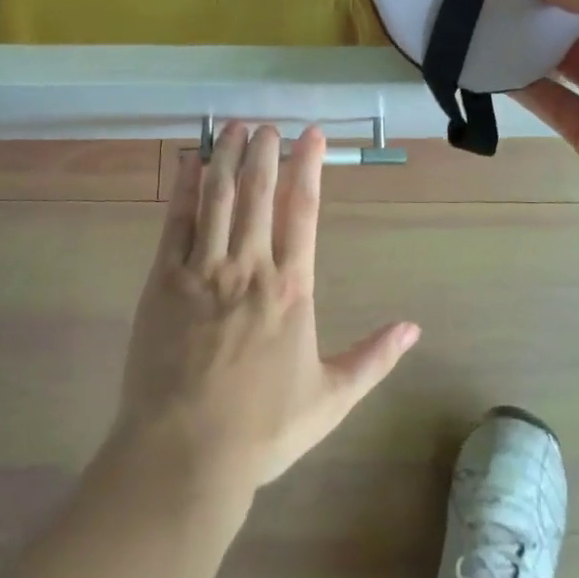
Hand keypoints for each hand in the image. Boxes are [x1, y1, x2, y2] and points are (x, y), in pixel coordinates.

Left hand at [109, 122, 420, 499]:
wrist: (185, 454)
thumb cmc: (262, 428)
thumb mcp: (330, 398)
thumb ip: (373, 358)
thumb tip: (414, 328)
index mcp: (291, 287)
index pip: (303, 209)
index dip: (308, 165)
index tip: (312, 133)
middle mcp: (249, 266)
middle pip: (258, 191)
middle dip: (264, 151)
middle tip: (267, 124)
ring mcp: (203, 270)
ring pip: (217, 197)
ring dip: (226, 157)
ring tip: (232, 127)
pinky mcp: (164, 280)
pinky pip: (176, 222)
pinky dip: (185, 188)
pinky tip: (191, 162)